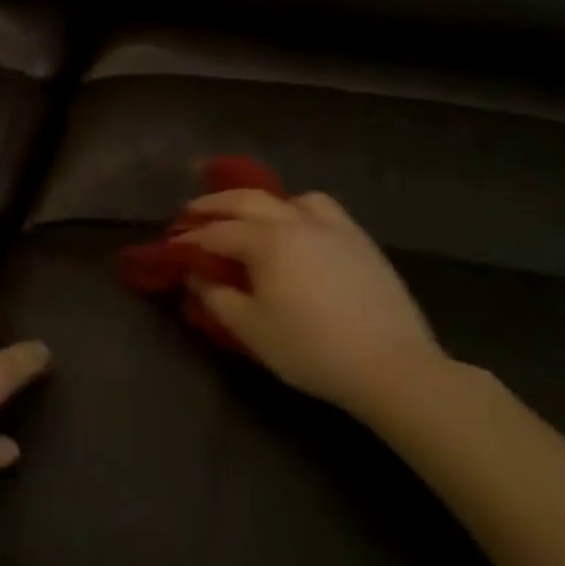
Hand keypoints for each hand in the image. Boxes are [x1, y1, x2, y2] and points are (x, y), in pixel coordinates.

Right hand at [182, 189, 445, 416]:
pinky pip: (322, 209)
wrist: (393, 367)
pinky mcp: (359, 240)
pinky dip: (299, 208)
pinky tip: (298, 227)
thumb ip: (216, 297)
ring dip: (258, 201)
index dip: (188, 238)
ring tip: (248, 216)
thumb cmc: (311, 349)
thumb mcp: (251, 329)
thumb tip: (196, 275)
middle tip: (190, 212)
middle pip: (245, 200)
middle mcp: (294, 221)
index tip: (170, 245)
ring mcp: (331, 227)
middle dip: (213, 204)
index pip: (215, 232)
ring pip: (287, 198)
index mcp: (265, 240)